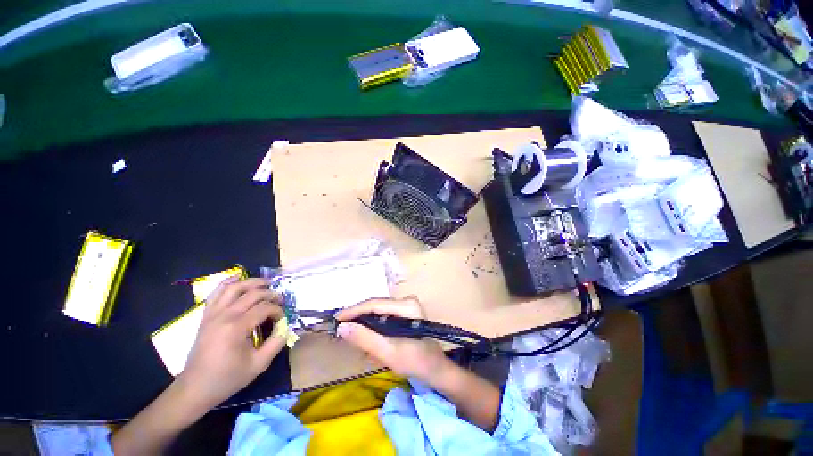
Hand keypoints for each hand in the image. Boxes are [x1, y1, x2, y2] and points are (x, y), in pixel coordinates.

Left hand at [176, 278, 286, 411]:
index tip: (282, 319)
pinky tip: (238, 279)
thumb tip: (285, 327)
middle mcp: (224, 315)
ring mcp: (213, 314)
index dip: (278, 310)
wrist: (195, 388)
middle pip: (253, 293)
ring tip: (266, 284)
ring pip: (234, 287)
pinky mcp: (206, 316)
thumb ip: (276, 343)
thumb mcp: (258, 365)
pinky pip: (216, 293)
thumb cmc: (227, 378)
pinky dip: (228, 283)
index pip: (264, 308)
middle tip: (281, 299)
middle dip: (271, 294)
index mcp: (236, 327)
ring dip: (252, 282)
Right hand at [334, 297, 452, 385]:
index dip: (354, 310)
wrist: (435, 369)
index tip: (336, 319)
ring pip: (378, 312)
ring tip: (354, 339)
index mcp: (406, 305)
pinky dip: (374, 328)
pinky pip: (384, 317)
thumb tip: (341, 327)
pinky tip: (369, 341)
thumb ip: (365, 339)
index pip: (374, 304)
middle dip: (359, 319)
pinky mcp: (405, 313)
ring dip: (366, 325)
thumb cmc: (415, 362)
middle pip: (376, 306)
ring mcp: (406, 306)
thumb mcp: (388, 353)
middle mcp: (406, 300)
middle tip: (341, 330)